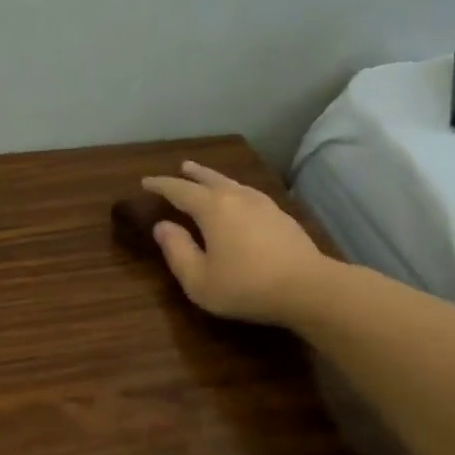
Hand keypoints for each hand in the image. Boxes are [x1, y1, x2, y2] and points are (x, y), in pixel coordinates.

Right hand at [141, 162, 330, 326]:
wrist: (309, 287)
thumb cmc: (246, 285)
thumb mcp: (199, 279)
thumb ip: (177, 251)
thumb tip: (162, 227)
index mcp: (212, 208)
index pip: (179, 191)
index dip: (161, 185)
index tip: (146, 182)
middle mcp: (236, 198)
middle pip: (209, 179)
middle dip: (192, 174)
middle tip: (181, 166)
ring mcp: (263, 204)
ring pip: (232, 183)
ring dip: (215, 178)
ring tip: (207, 178)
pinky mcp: (281, 216)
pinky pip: (249, 194)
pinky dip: (235, 191)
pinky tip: (240, 199)